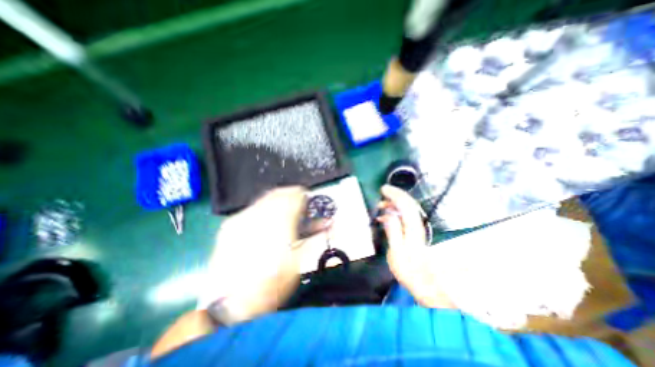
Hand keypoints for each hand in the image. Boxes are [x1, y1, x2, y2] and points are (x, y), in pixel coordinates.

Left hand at [199, 186, 309, 323]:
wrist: (231, 305)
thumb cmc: (273, 282)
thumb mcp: (300, 260)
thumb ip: (317, 236)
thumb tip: (330, 223)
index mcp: (280, 222)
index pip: (295, 195)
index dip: (305, 196)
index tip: (309, 203)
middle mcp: (259, 214)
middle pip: (279, 193)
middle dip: (292, 196)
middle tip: (298, 207)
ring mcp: (242, 218)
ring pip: (265, 198)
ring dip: (278, 202)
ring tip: (283, 214)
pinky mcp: (230, 225)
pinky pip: (252, 208)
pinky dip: (264, 209)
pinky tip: (265, 222)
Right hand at [379, 186, 456, 308]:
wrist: (423, 282)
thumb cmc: (408, 268)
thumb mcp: (396, 251)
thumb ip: (393, 231)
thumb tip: (388, 214)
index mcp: (412, 227)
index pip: (405, 204)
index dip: (394, 194)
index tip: (383, 189)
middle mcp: (416, 224)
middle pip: (409, 202)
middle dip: (395, 194)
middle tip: (383, 191)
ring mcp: (416, 227)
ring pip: (408, 208)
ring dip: (395, 202)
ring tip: (381, 205)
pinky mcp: (414, 231)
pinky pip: (405, 215)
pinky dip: (396, 211)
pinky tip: (386, 216)